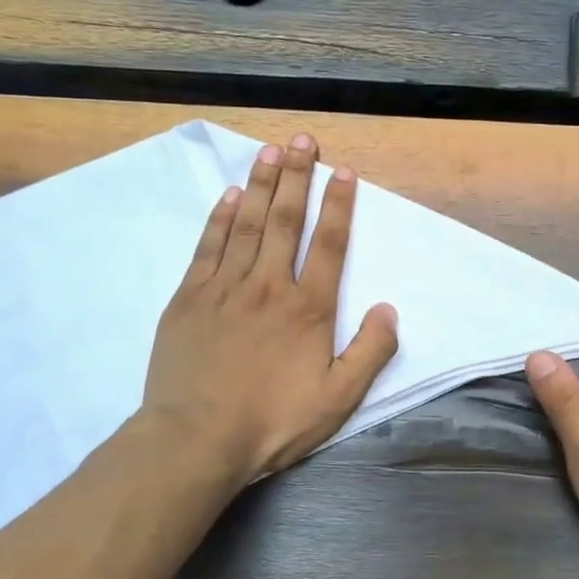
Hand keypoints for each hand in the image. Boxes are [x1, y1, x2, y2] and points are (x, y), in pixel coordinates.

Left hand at [142, 133, 399, 488]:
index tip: (342, 172)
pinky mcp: (189, 298)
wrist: (196, 439)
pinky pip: (208, 247)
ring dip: (259, 185)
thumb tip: (389, 309)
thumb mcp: (338, 399)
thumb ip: (370, 352)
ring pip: (246, 224)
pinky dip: (219, 218)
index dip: (338, 205)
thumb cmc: (273, 422)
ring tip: (269, 151)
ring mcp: (224, 287)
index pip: (328, 244)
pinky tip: (227, 196)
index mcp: (308, 308)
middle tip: (302, 139)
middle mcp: (268, 285)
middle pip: (285, 220)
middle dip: (296, 176)